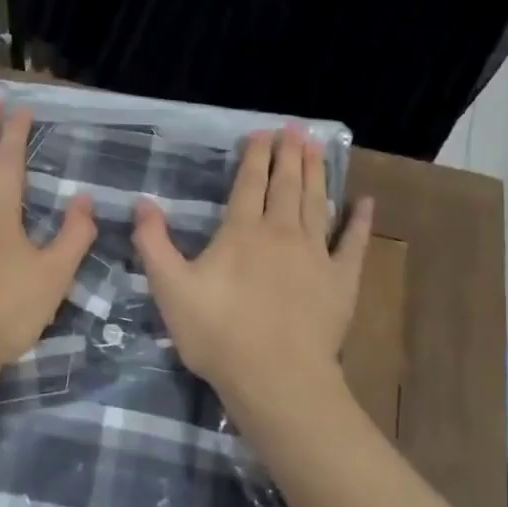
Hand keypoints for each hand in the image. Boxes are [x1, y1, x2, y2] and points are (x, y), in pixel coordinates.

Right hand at [133, 127, 372, 421]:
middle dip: (289, 153)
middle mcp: (282, 232)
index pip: (249, 182)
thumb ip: (153, 243)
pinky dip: (360, 221)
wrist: (276, 378)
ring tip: (317, 146)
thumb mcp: (170, 289)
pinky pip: (354, 243)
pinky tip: (366, 202)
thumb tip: (141, 202)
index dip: (255, 155)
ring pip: (317, 203)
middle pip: (286, 184)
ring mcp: (317, 254)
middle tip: (294, 128)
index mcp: (242, 231)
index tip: (261, 132)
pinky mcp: (342, 280)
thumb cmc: (218, 333)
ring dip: (317, 172)